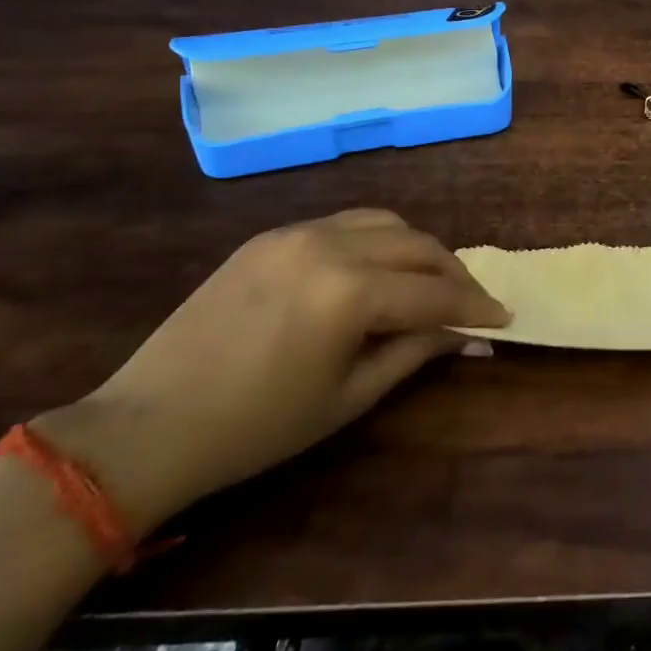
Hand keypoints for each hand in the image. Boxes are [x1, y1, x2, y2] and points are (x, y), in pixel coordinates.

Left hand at [36, 210, 505, 529]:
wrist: (147, 426)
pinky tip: (375, 271)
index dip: (475, 306)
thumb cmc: (257, 428)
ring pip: (384, 222)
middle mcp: (330, 244)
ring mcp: (296, 232)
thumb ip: (414, 353)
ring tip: (428, 281)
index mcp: (350, 291)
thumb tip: (466, 338)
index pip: (435, 291)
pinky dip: (375, 241)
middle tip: (470, 303)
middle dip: (453, 272)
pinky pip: (342, 223)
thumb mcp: (348, 397)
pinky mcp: (269, 235)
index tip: (503, 318)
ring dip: (417, 248)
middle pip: (418, 244)